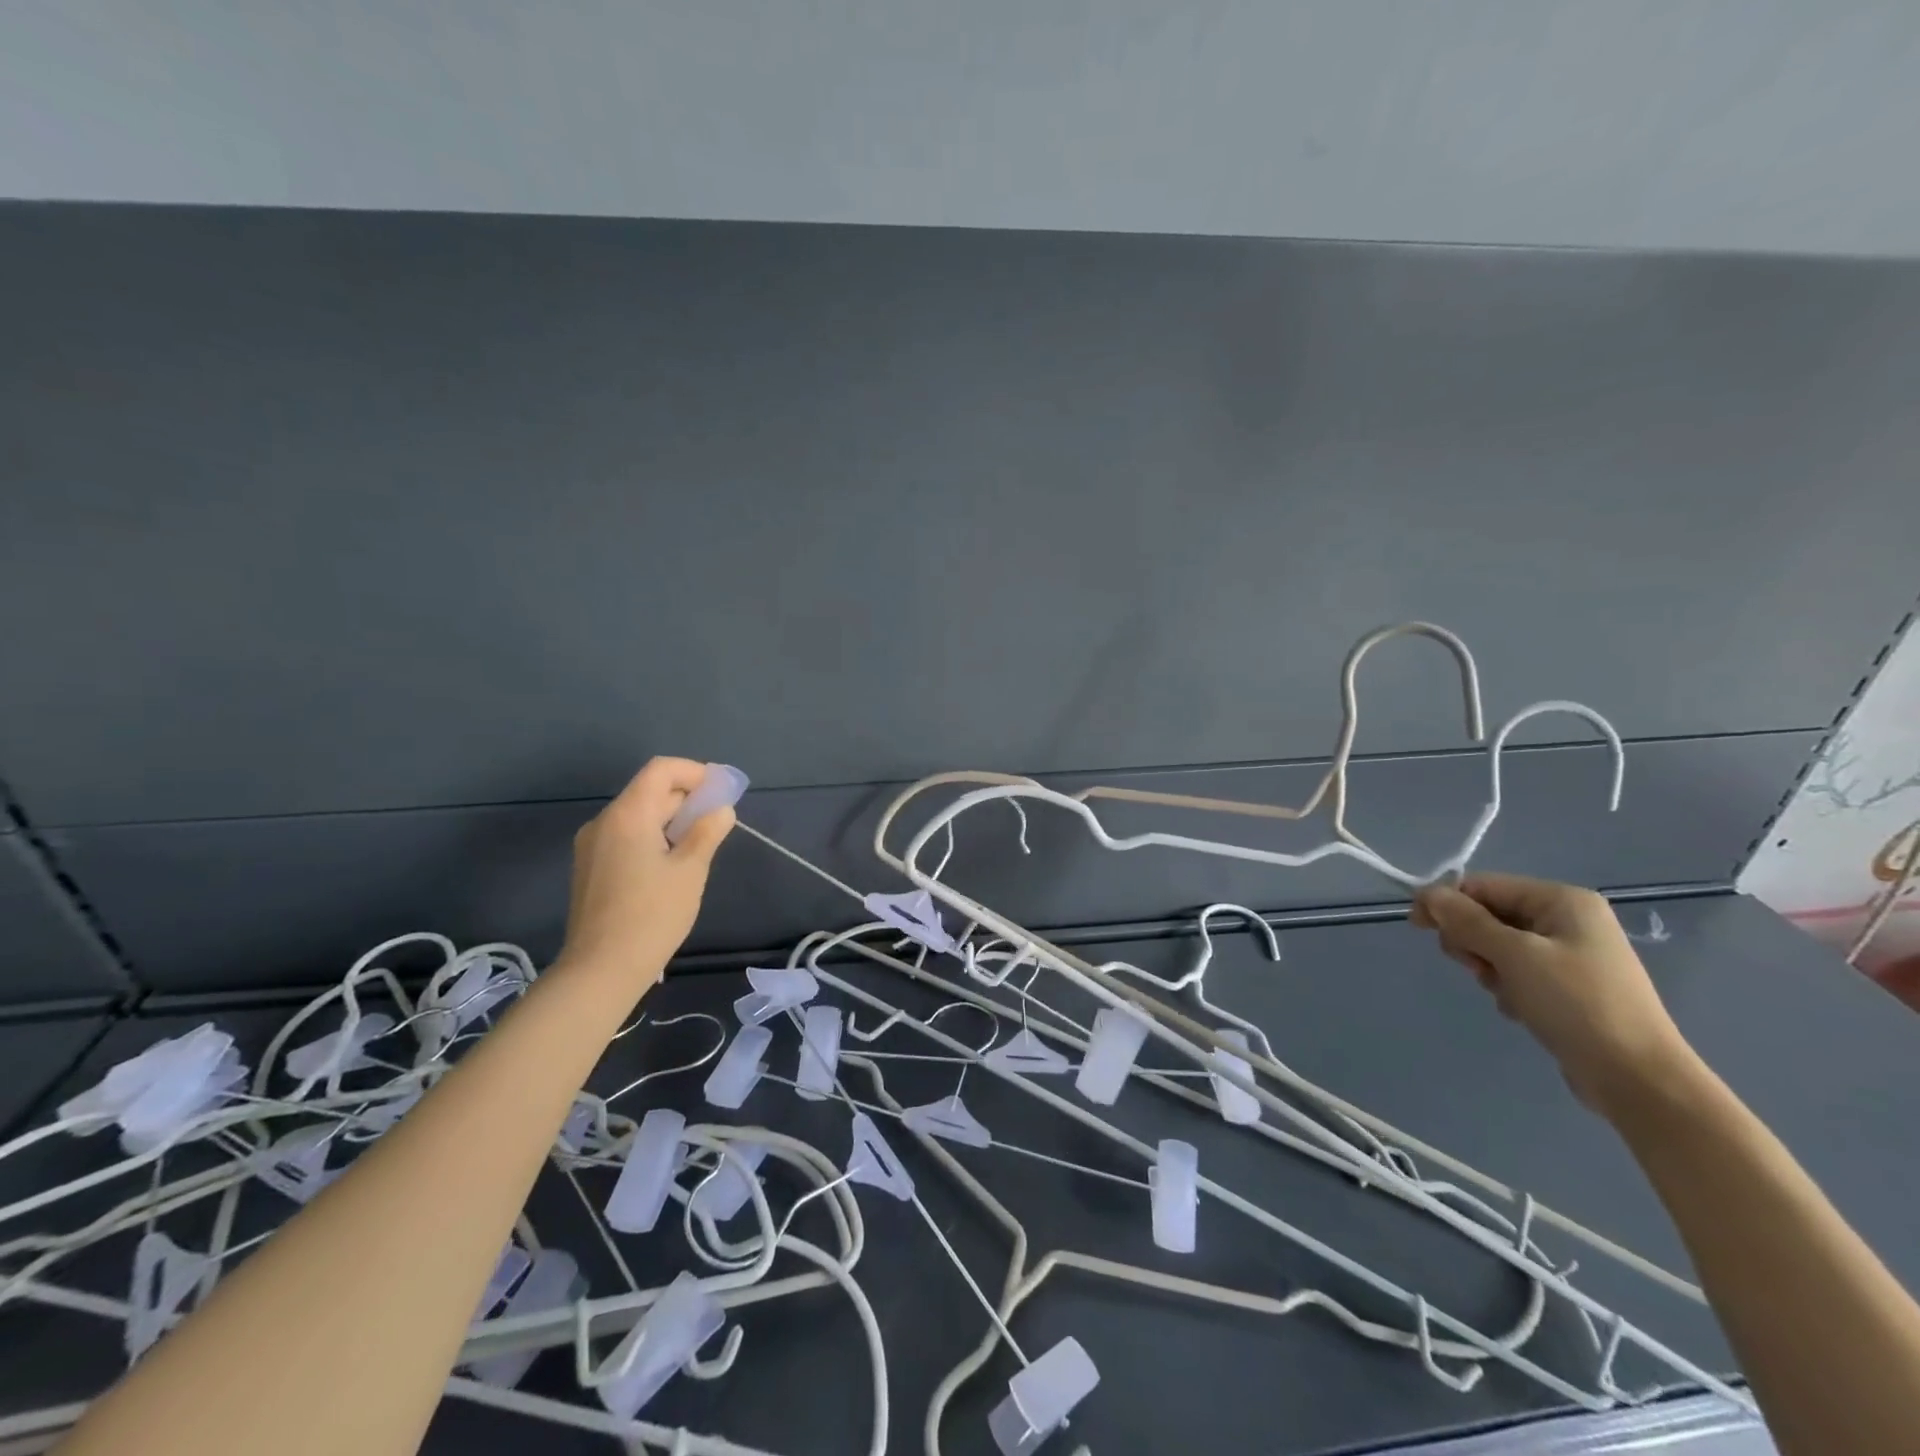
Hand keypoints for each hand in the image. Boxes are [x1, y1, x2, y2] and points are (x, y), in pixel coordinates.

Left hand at [557, 757, 734, 987]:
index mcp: (628, 815)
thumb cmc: (652, 915)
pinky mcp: (590, 868)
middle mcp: (604, 821)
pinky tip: (671, 863)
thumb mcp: (690, 871)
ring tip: (700, 844)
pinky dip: (653, 836)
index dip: (695, 772)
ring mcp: (592, 846)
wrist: (600, 970)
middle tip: (719, 820)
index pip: (661, 770)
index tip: (722, 791)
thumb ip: (707, 833)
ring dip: (671, 818)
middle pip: (649, 791)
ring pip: (638, 815)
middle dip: (687, 797)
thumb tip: (721, 811)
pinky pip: (626, 836)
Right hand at [1411, 873, 1698, 1117]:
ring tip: (1506, 994)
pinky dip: (1508, 987)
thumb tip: (1426, 894)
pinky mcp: (1568, 986)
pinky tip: (1522, 1009)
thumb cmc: (1576, 1004)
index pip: (1482, 886)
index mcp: (1562, 900)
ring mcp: (1571, 954)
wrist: (1638, 1079)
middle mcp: (1568, 919)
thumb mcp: (1514, 955)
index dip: (1446, 903)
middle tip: (1477, 969)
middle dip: (1472, 942)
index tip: (1417, 928)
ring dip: (1489, 969)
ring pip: (1498, 946)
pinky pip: (1517, 972)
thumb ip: (1466, 920)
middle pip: (1489, 915)